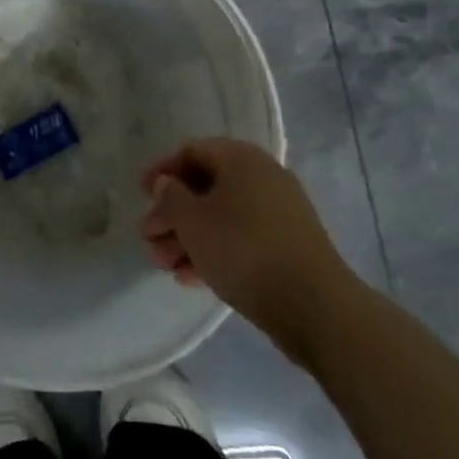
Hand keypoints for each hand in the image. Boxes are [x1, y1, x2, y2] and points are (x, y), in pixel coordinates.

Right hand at [140, 138, 356, 365]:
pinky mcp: (289, 246)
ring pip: (222, 217)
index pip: (191, 151)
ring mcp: (279, 212)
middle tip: (149, 239)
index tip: (141, 196)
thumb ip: (171, 198)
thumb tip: (168, 185)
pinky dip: (215, 252)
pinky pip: (242, 239)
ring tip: (165, 265)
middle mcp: (262, 176)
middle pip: (205, 187)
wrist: (316, 307)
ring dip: (189, 238)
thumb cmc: (244, 250)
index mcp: (240, 158)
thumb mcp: (193, 221)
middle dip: (173, 214)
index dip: (162, 172)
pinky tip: (191, 278)